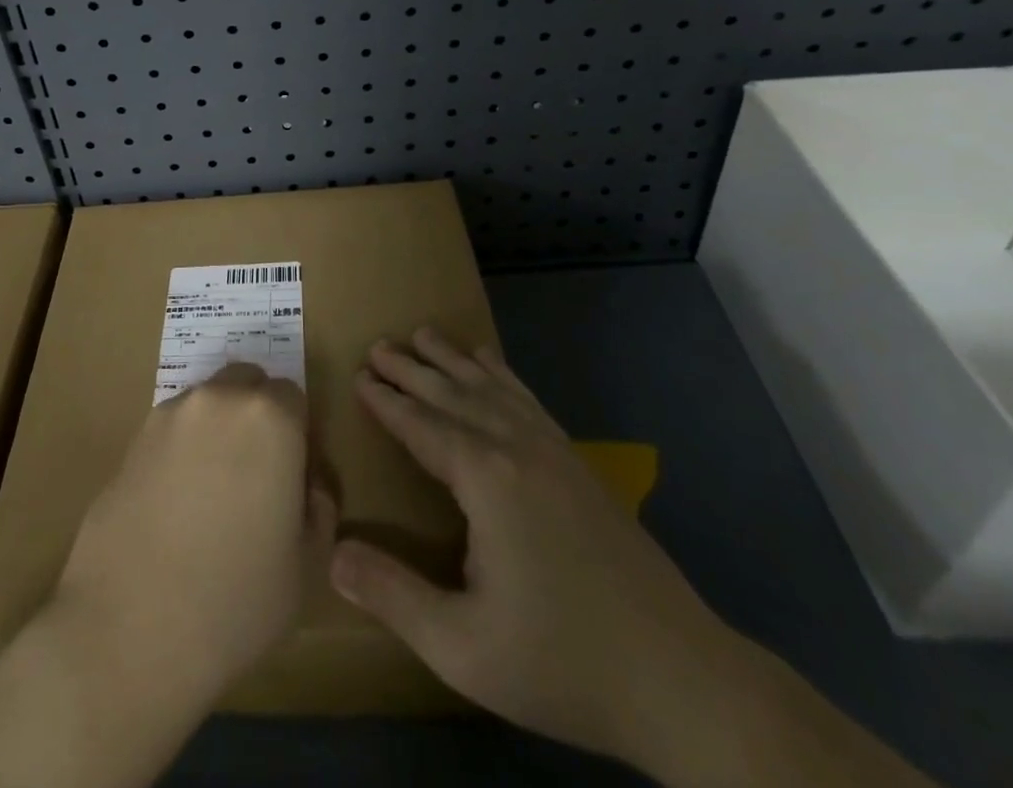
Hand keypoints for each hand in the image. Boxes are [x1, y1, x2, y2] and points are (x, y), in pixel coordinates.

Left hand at [51, 362, 337, 706]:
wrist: (130, 627)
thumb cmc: (235, 599)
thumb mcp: (306, 564)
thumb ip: (318, 508)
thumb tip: (306, 485)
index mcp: (269, 418)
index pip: (293, 396)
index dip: (298, 433)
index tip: (293, 474)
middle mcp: (218, 400)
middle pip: (246, 385)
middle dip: (256, 416)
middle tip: (255, 475)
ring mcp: (169, 415)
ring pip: (207, 404)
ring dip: (216, 430)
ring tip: (211, 493)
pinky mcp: (132, 440)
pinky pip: (171, 430)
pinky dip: (181, 450)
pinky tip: (175, 504)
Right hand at [328, 330, 747, 772]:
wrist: (681, 679)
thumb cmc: (562, 662)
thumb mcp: (463, 647)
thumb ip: (393, 596)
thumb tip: (331, 554)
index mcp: (486, 480)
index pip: (422, 426)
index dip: (387, 401)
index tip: (359, 374)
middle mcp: (517, 449)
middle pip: (453, 395)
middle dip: (412, 368)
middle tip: (379, 344)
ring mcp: (554, 452)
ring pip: (491, 388)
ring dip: (453, 360)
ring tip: (425, 334)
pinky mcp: (579, 465)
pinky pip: (528, 400)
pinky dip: (502, 374)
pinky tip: (493, 364)